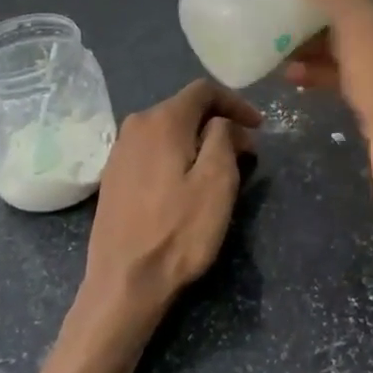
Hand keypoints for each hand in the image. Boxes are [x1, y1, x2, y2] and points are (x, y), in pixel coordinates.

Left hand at [84, 79, 259, 322]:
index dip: (236, 103)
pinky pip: (152, 150)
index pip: (204, 90)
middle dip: (219, 124)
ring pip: (168, 130)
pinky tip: (187, 183)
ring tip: (221, 169)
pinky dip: (176, 155)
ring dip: (198, 141)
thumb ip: (223, 137)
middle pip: (185, 109)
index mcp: (162, 120)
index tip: (259, 127)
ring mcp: (119, 151)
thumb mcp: (217, 181)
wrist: (124, 282)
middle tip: (245, 152)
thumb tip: (222, 123)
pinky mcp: (113, 176)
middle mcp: (135, 125)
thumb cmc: (179, 230)